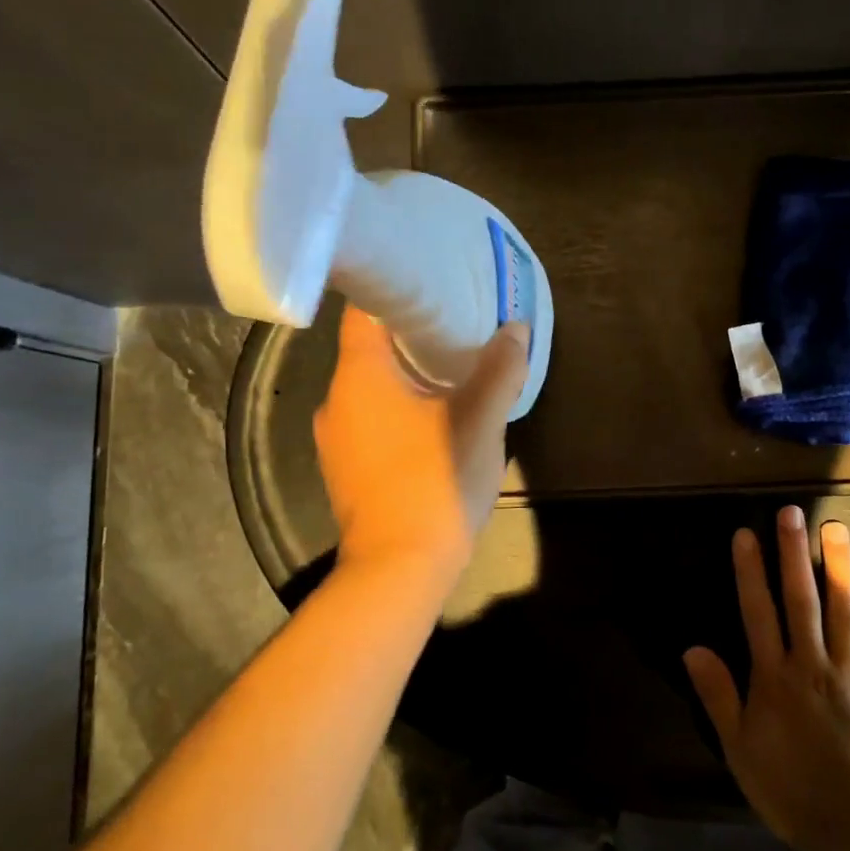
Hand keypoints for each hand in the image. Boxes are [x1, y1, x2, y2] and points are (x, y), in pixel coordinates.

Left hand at [314, 307, 527, 586]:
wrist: (399, 567)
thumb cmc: (436, 479)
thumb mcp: (481, 418)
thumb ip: (500, 368)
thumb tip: (515, 328)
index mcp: (359, 375)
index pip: (363, 309)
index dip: (395, 290)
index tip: (431, 283)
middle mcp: (334, 399)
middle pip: (368, 348)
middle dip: (410, 334)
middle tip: (454, 325)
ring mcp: (334, 438)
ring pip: (369, 388)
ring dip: (405, 376)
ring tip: (449, 370)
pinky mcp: (345, 469)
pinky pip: (370, 420)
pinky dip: (396, 409)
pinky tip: (431, 420)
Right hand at [684, 506, 849, 850]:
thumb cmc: (791, 791)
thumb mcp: (740, 749)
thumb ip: (719, 695)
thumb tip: (693, 648)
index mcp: (775, 678)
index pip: (758, 612)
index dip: (750, 571)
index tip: (746, 533)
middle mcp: (812, 664)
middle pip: (802, 600)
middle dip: (794, 554)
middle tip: (793, 512)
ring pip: (844, 612)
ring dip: (839, 568)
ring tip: (837, 528)